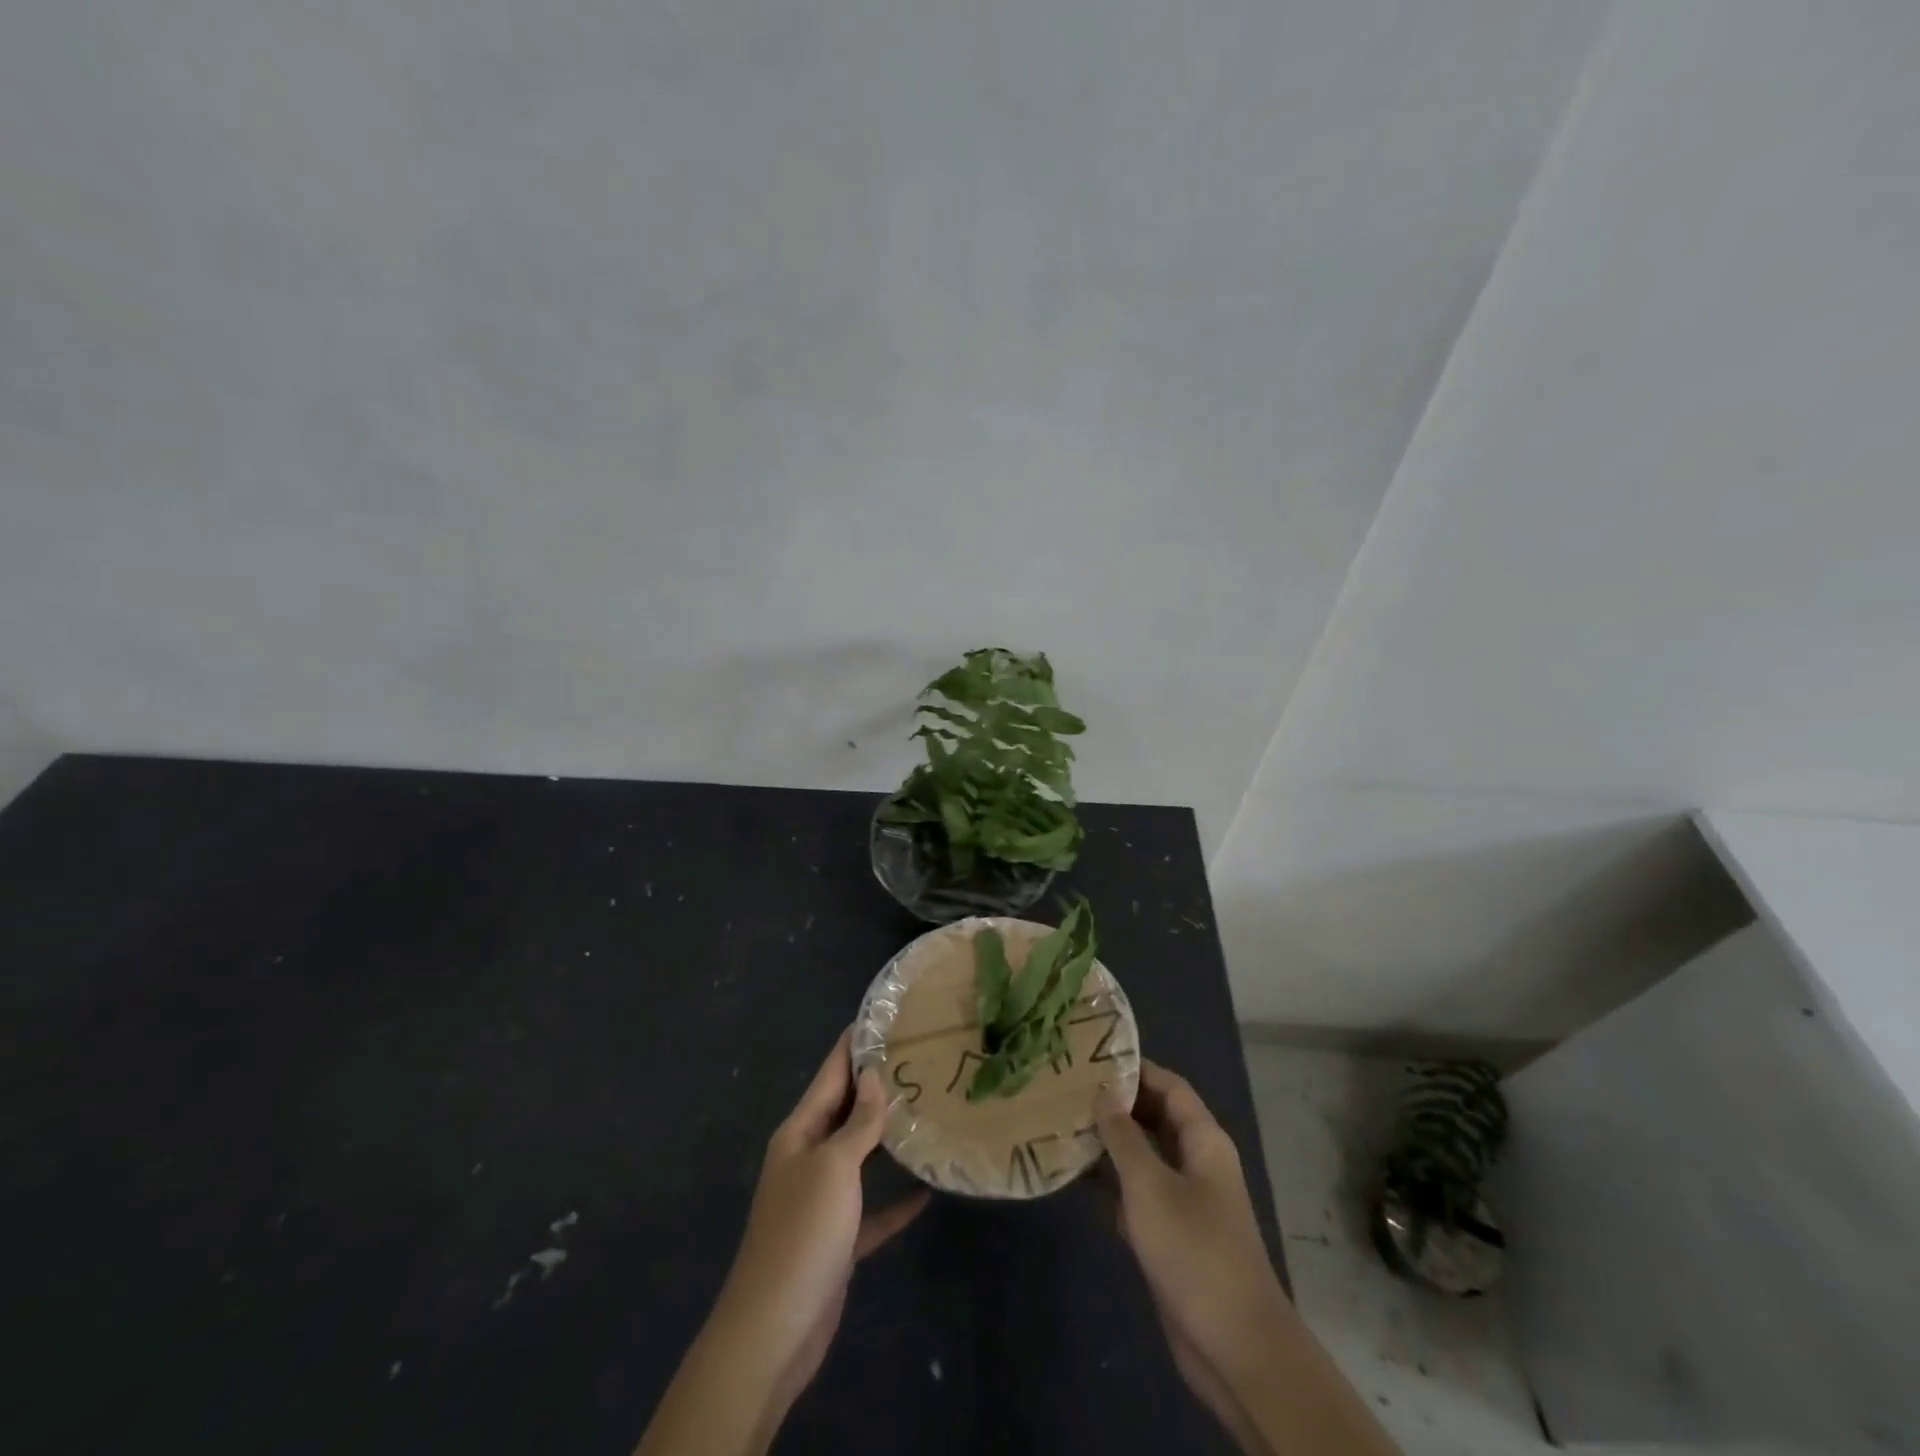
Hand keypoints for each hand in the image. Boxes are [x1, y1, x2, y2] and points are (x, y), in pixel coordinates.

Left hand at [709, 1030, 928, 1426]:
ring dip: (888, 1136)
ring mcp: (822, 1199)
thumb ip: (858, 1123)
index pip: (830, 1074)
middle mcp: (808, 1157)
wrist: (773, 1331)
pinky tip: (927, 1191)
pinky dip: (895, 1200)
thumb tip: (875, 1075)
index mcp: (799, 1133)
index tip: (883, 1015)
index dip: (854, 1044)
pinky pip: (871, 1209)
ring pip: (860, 1154)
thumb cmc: (802, 1234)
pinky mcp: (838, 1238)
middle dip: (877, 1084)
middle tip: (920, 1057)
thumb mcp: (833, 1168)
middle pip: (846, 1109)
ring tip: (927, 1108)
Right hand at [1098, 1061, 1293, 1442]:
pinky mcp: (1171, 1234)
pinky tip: (1074, 1174)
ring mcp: (1185, 1200)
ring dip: (1109, 1143)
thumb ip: (1124, 1137)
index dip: (1135, 1069)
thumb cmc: (1194, 1251)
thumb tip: (1104, 1093)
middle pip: (1156, 1117)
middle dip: (1118, 1103)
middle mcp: (1197, 1162)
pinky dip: (1111, 1183)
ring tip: (1063, 1122)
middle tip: (1070, 1087)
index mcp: (1204, 1141)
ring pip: (1144, 1156)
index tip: (1092, 1056)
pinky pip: (1138, 1193)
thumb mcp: (1150, 1186)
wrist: (1234, 1347)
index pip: (1169, 1086)